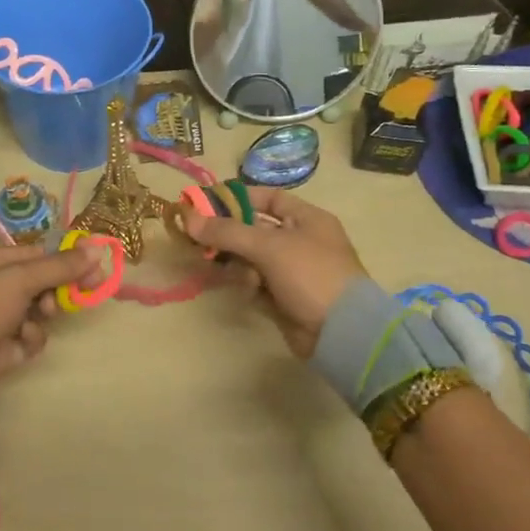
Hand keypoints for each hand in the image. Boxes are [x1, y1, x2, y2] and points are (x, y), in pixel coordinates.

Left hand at [0, 243, 108, 409]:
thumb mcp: (18, 279)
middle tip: (88, 291)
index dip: (64, 260)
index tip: (95, 267)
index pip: (34, 255)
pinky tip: (22, 342)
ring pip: (37, 313)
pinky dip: (30, 339)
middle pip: (38, 283)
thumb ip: (59, 266)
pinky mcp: (1, 351)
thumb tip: (97, 248)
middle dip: (59, 288)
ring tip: (42, 317)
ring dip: (43, 314)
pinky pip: (28, 339)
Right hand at [182, 188, 364, 356]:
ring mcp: (292, 271)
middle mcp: (299, 241)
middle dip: (227, 233)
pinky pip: (255, 283)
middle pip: (253, 230)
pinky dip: (246, 284)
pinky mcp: (283, 298)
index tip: (205, 203)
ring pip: (250, 258)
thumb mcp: (269, 247)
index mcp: (307, 219)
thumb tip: (187, 218)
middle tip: (196, 236)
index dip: (237, 198)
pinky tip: (245, 289)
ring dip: (235, 262)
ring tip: (219, 266)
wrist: (342, 333)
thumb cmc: (311, 275)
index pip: (267, 198)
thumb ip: (227, 232)